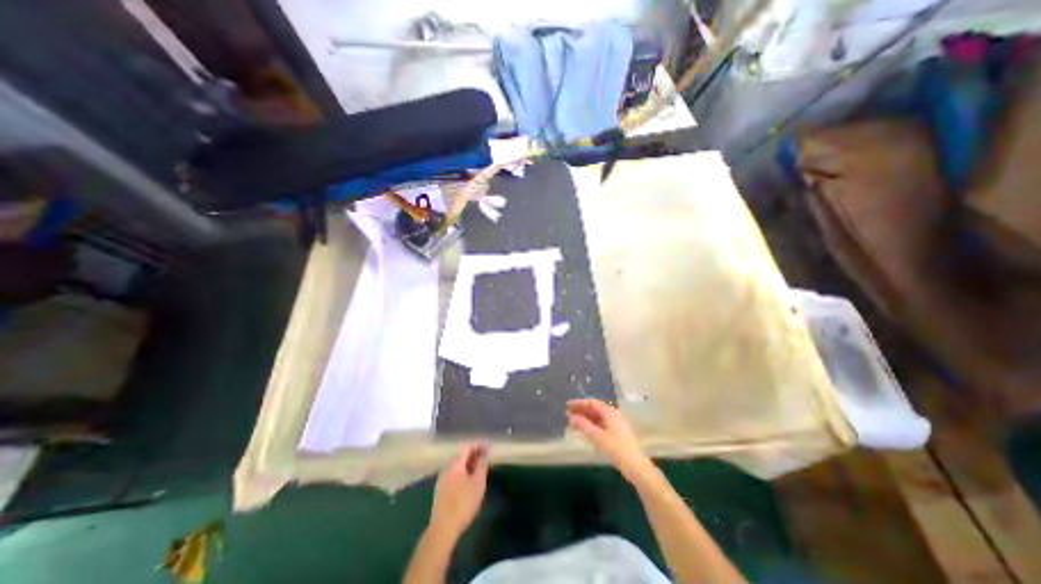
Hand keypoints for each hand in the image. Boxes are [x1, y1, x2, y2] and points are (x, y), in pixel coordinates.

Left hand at [427, 444, 488, 539]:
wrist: (443, 528)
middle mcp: (447, 468)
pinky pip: (453, 476)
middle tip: (484, 462)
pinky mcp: (440, 491)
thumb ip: (482, 466)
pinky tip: (467, 485)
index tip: (487, 450)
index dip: (478, 446)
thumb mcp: (478, 483)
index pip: (467, 447)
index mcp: (456, 463)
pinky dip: (462, 476)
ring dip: (468, 467)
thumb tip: (484, 455)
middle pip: (461, 456)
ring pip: (457, 467)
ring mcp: (442, 480)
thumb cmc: (463, 503)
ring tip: (478, 474)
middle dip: (473, 457)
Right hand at [568, 401, 647, 482]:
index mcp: (610, 412)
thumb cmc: (617, 449)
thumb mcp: (598, 437)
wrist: (636, 466)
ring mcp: (616, 424)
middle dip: (581, 411)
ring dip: (586, 419)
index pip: (592, 403)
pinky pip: (601, 425)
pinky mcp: (617, 433)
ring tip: (573, 422)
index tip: (568, 405)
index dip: (579, 403)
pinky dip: (591, 425)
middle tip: (568, 414)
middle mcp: (613, 415)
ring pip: (598, 417)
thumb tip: (571, 417)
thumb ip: (584, 425)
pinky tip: (584, 431)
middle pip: (595, 409)